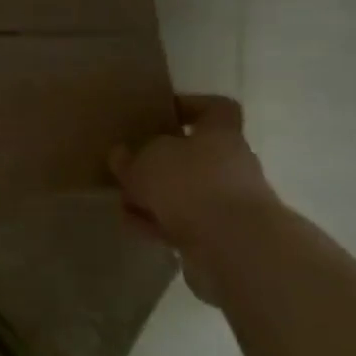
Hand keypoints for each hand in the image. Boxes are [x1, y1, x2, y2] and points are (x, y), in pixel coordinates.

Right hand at [109, 95, 278, 303]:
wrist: (235, 249)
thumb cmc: (192, 184)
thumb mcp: (147, 161)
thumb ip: (131, 157)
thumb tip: (120, 155)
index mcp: (221, 133)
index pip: (216, 108)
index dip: (191, 107)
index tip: (163, 115)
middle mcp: (233, 164)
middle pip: (196, 155)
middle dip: (162, 163)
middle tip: (132, 166)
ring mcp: (231, 204)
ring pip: (188, 193)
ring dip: (157, 197)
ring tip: (124, 202)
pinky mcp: (224, 238)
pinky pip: (186, 224)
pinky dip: (161, 224)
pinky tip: (134, 227)